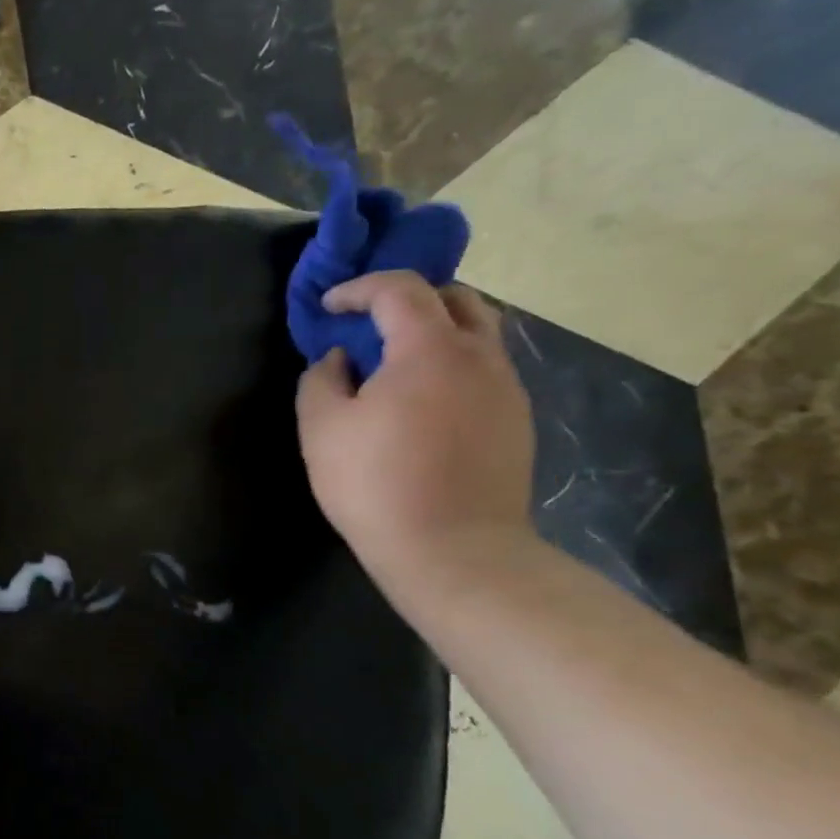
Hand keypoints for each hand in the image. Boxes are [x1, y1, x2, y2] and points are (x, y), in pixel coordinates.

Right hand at [295, 272, 535, 591]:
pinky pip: (485, 370)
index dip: (358, 288)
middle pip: (456, 298)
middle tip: (371, 323)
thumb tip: (341, 358)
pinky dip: (452, 364)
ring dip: (436, 331)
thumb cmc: (375, 483)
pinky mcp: (517, 420)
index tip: (328, 307)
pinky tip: (423, 401)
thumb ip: (322, 379)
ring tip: (396, 362)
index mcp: (429, 350)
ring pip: (478, 333)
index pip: (399, 289)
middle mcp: (480, 356)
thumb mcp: (322, 428)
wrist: (454, 550)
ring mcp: (507, 388)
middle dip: (409, 298)